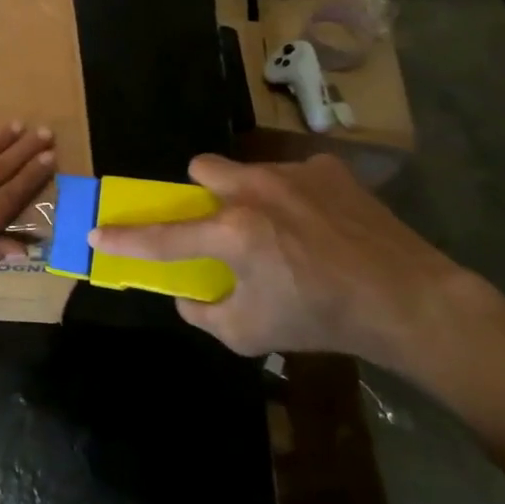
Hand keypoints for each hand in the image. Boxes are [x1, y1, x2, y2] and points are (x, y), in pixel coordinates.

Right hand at [90, 153, 482, 371]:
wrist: (407, 300)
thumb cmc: (321, 320)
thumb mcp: (249, 334)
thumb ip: (203, 312)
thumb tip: (186, 292)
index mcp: (232, 234)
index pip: (162, 237)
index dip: (124, 238)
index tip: (97, 234)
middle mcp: (254, 193)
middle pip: (200, 169)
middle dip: (200, 195)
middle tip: (220, 224)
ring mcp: (292, 174)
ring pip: (246, 170)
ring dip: (247, 194)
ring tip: (279, 226)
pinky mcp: (327, 169)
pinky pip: (292, 174)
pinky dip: (293, 195)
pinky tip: (319, 222)